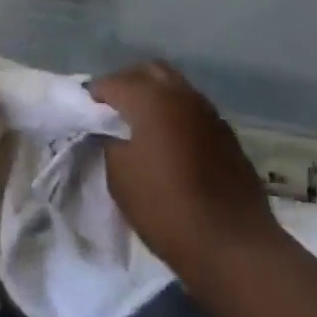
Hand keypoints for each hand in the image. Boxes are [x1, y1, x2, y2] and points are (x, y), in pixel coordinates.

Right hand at [88, 61, 282, 287]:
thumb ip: (108, 142)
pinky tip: (169, 141)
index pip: (113, 82)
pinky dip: (175, 114)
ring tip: (140, 125)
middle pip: (148, 71)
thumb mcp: (120, 178)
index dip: (94, 95)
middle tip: (112, 110)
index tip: (84, 112)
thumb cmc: (167, 208)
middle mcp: (180, 93)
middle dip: (127, 84)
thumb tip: (109, 129)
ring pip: (174, 86)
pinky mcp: (224, 132)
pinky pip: (191, 108)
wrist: (233, 244)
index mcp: (151, 98)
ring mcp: (207, 110)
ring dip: (154, 96)